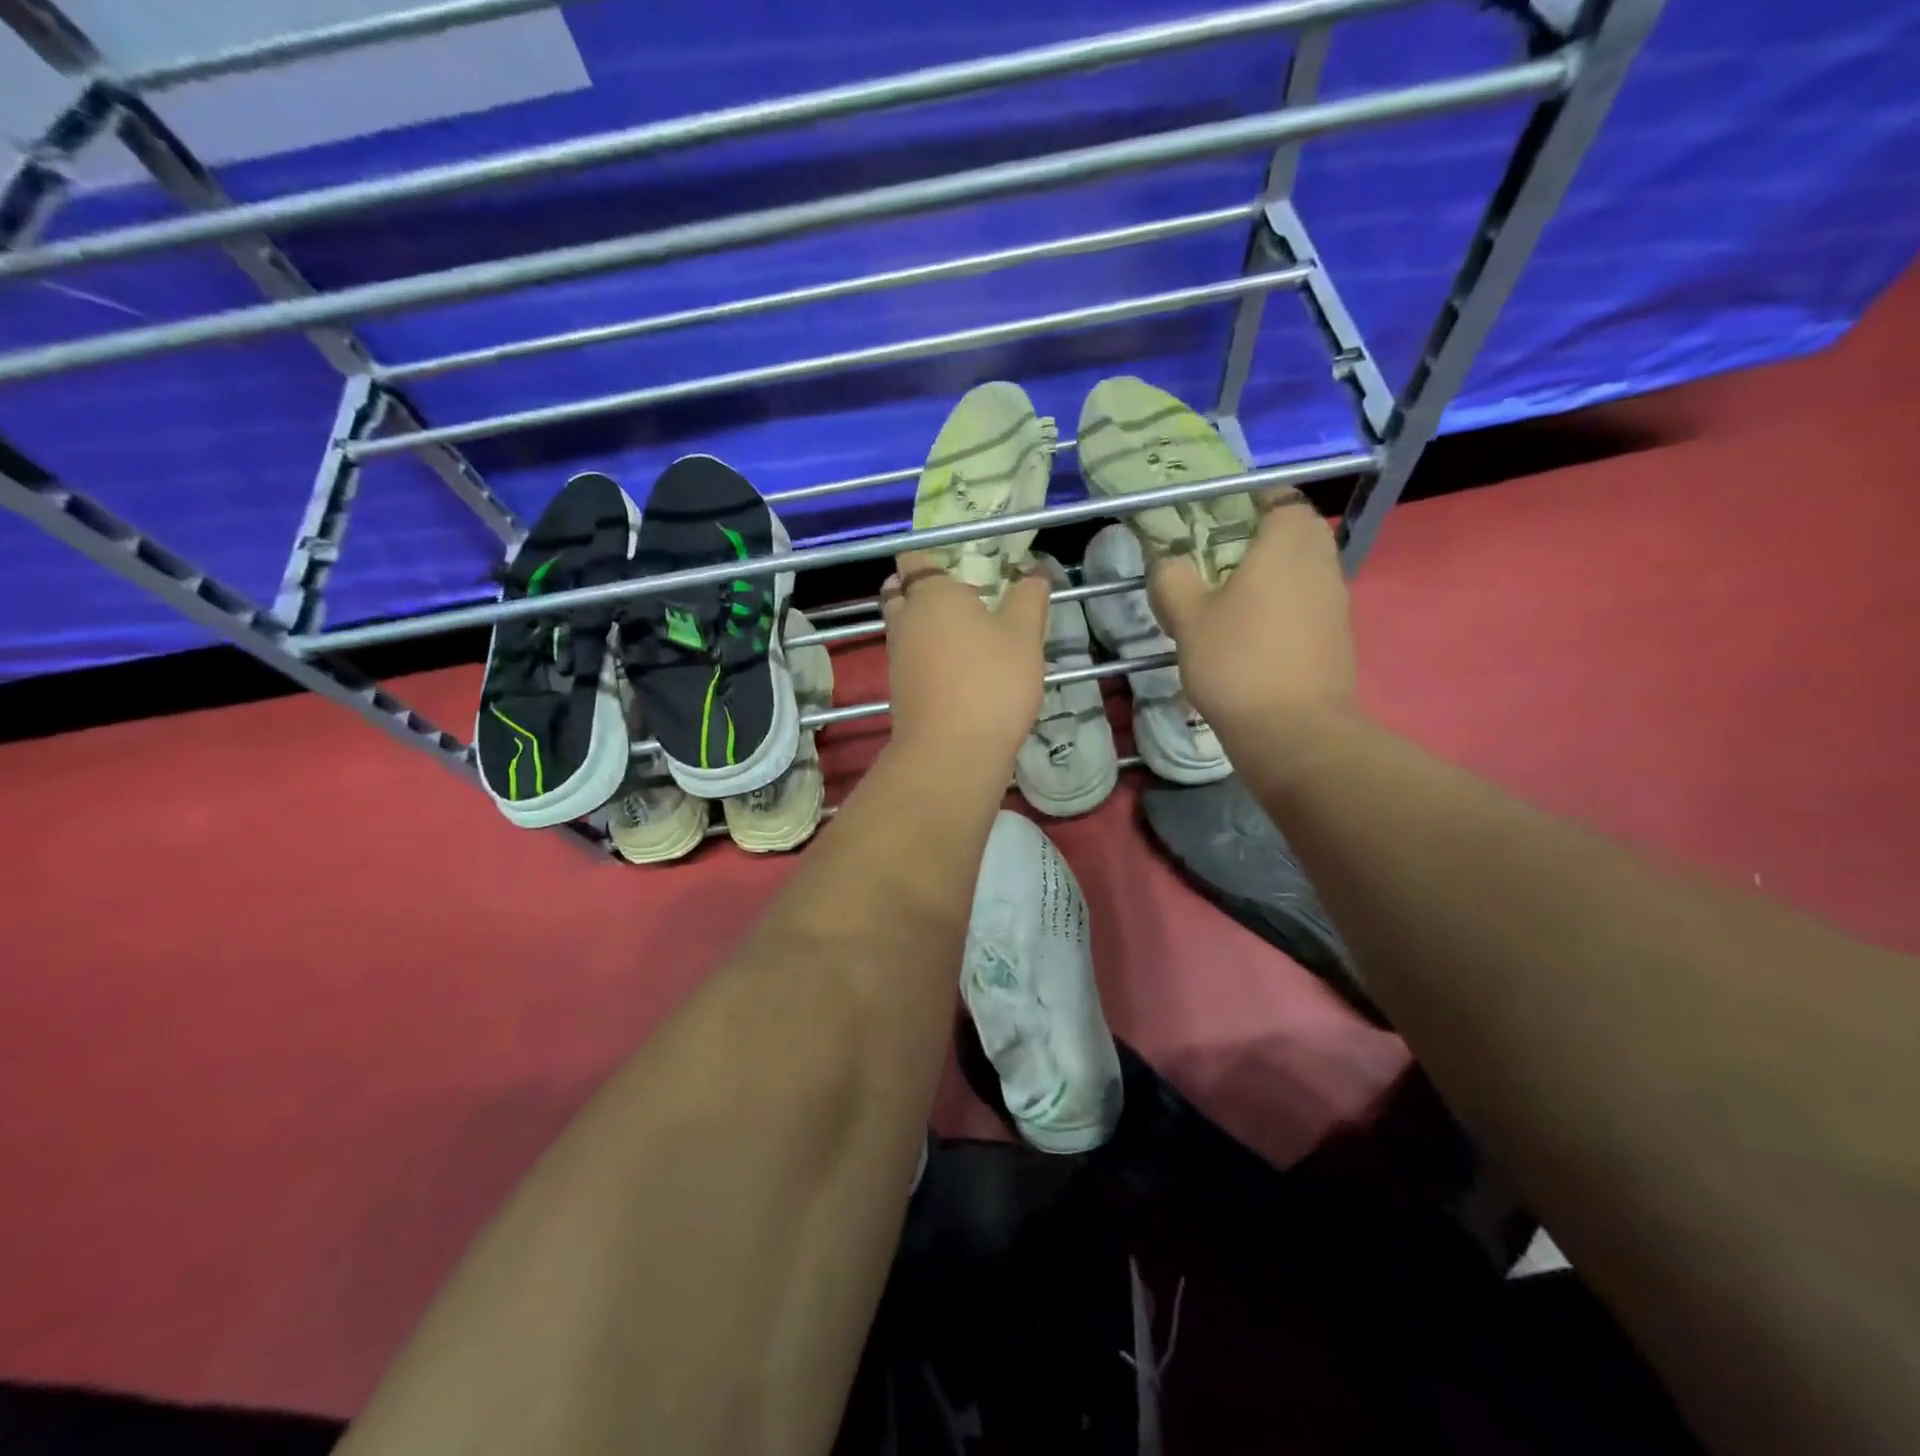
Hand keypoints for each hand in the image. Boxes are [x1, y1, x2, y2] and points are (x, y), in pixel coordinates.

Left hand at [881, 550, 1048, 770]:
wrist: (953, 752)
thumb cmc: (992, 682)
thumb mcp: (1025, 635)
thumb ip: (1029, 598)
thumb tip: (1033, 573)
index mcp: (932, 594)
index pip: (914, 559)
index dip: (929, 557)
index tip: (956, 563)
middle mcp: (905, 619)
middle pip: (898, 591)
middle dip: (919, 589)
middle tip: (957, 597)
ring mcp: (897, 656)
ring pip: (902, 627)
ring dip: (922, 624)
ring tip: (963, 632)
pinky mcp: (899, 689)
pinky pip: (908, 658)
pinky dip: (924, 655)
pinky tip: (957, 667)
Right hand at [1148, 490, 1356, 741]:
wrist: (1293, 731)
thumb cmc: (1237, 662)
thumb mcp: (1187, 618)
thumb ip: (1173, 579)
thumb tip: (1169, 562)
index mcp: (1287, 544)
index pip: (1281, 499)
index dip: (1252, 502)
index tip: (1220, 519)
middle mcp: (1321, 563)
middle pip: (1297, 533)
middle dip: (1263, 539)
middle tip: (1220, 560)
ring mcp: (1336, 602)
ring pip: (1305, 570)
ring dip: (1274, 576)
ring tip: (1232, 600)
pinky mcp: (1338, 637)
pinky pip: (1309, 604)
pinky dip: (1285, 607)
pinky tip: (1253, 635)